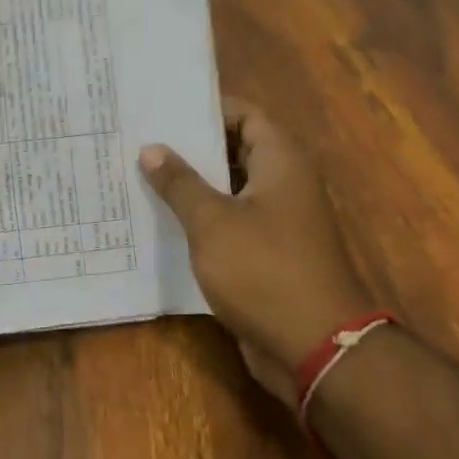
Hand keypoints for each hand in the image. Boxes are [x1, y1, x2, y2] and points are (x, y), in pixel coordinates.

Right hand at [141, 97, 370, 408]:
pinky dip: (202, 218)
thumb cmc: (265, 271)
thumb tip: (151, 149)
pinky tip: (161, 220)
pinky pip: (231, 222)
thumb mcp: (212, 222)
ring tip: (141, 175)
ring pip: (229, 188)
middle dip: (191, 147)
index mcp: (281, 161)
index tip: (163, 108)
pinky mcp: (269, 254)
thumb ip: (180, 182)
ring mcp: (278, 220)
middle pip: (234, 149)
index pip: (244, 114)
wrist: (318, 350)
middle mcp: (284, 183)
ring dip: (193, 185)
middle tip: (141, 139)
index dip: (206, 108)